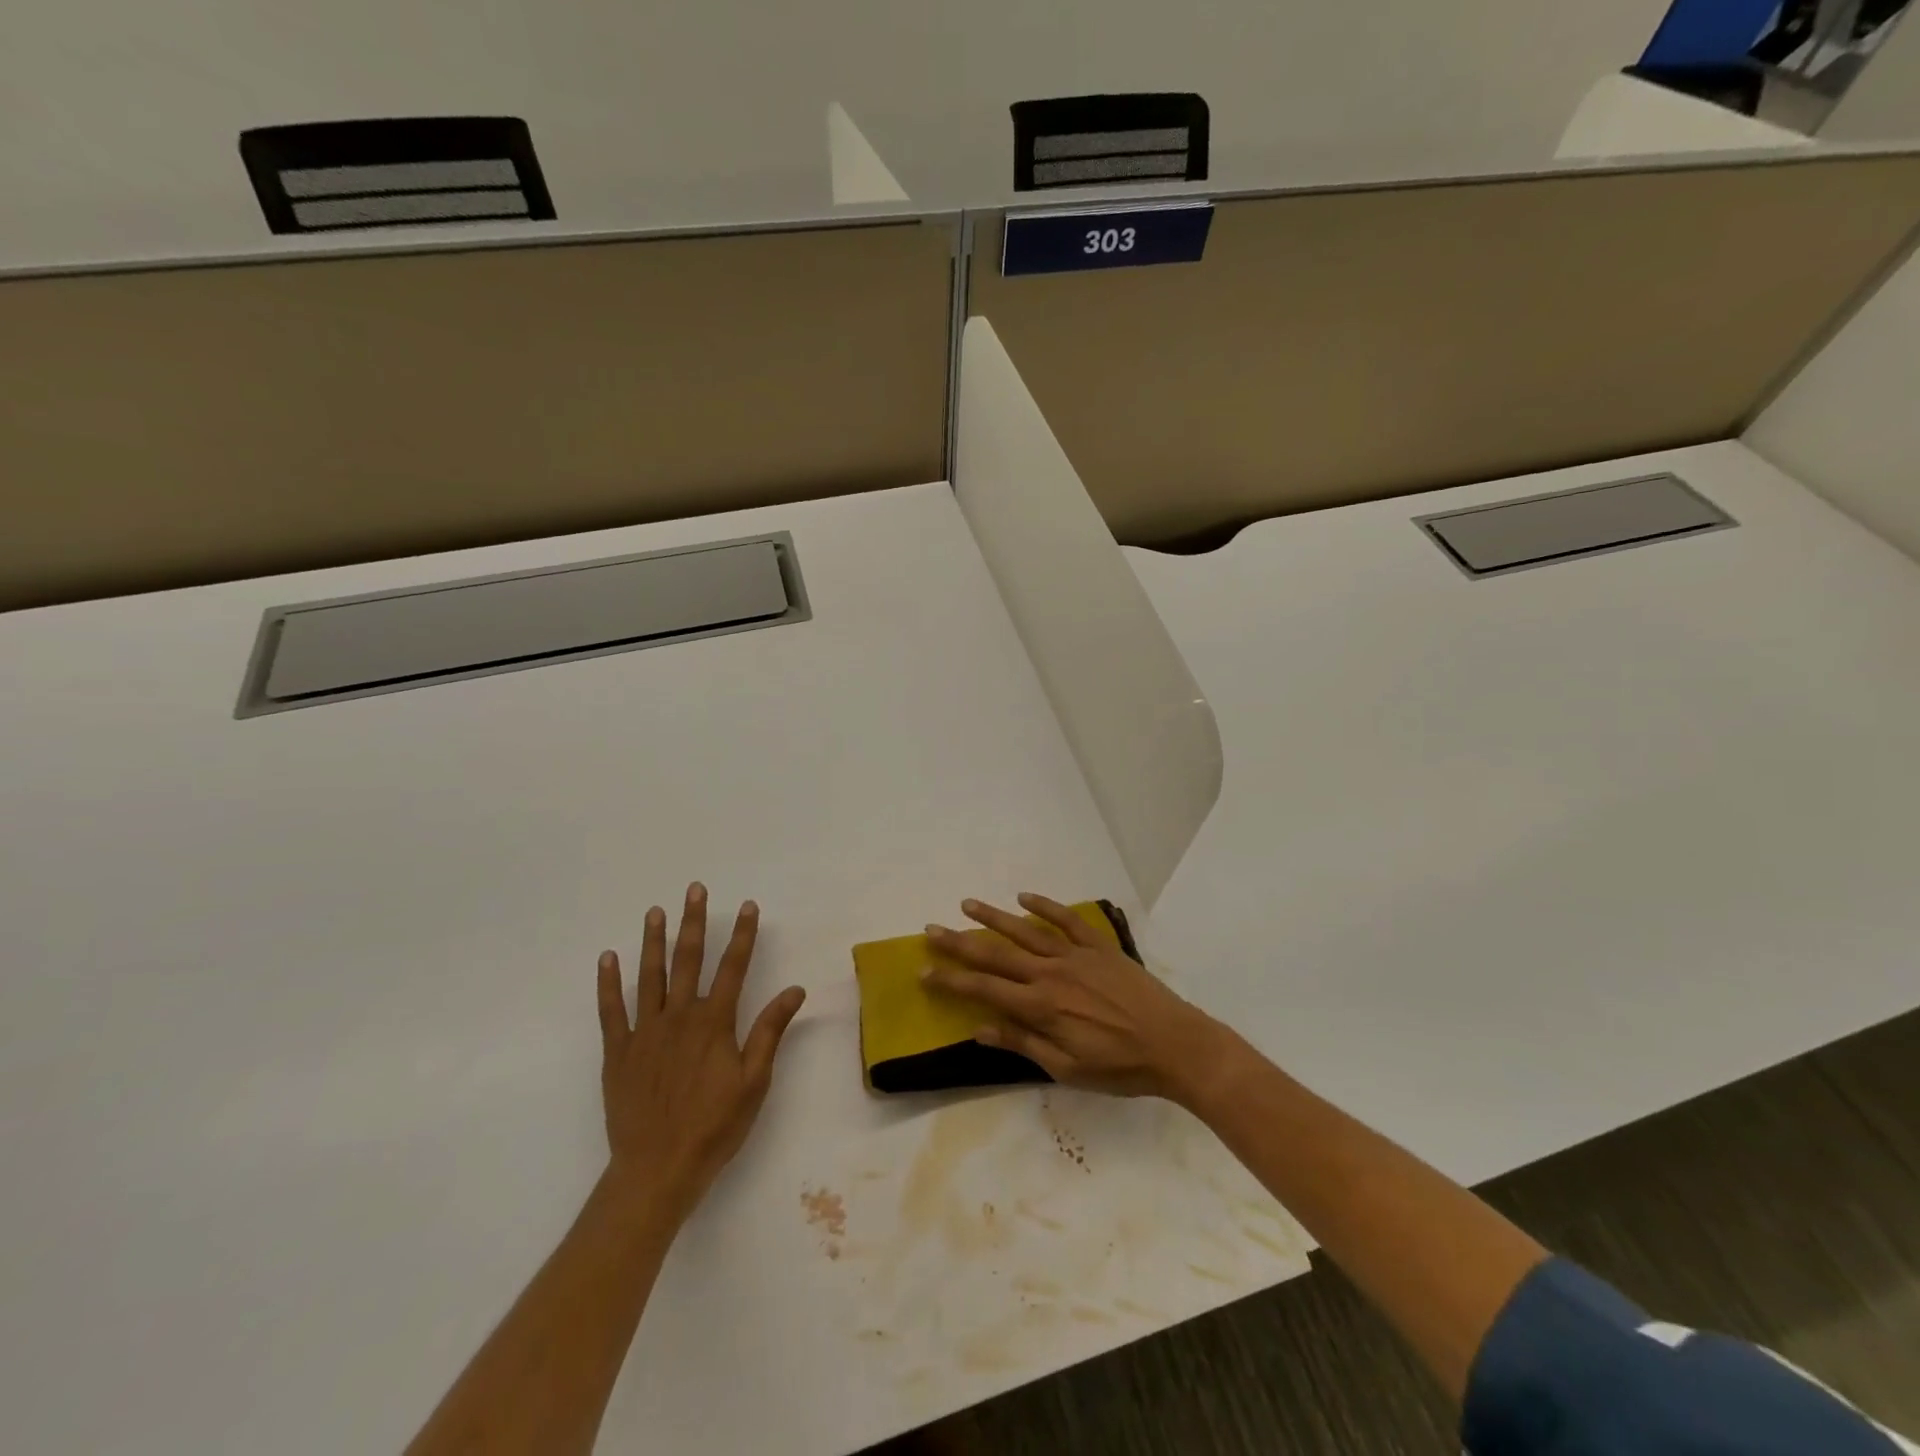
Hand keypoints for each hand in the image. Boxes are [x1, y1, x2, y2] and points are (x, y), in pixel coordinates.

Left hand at [596, 883, 805, 1219]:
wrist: (657, 1170)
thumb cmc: (714, 1127)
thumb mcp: (754, 1081)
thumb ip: (770, 1031)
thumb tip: (794, 990)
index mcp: (714, 1023)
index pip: (734, 967)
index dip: (743, 935)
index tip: (748, 906)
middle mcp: (679, 1017)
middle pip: (689, 960)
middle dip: (694, 922)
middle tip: (694, 890)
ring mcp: (645, 1032)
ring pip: (650, 976)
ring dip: (653, 941)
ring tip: (655, 911)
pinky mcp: (618, 1052)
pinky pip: (611, 1011)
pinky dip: (609, 983)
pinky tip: (607, 958)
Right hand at [923, 893, 1239, 1105]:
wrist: (1175, 1044)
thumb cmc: (1119, 1067)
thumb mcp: (1066, 1069)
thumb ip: (1022, 1043)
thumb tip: (979, 1028)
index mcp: (1040, 1006)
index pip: (984, 989)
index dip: (951, 981)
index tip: (924, 971)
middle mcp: (1050, 974)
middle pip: (996, 954)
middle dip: (960, 943)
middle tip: (931, 930)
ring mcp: (1075, 955)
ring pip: (1025, 930)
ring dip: (993, 917)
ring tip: (967, 904)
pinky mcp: (1099, 946)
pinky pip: (1066, 920)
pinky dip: (1044, 906)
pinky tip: (1024, 897)